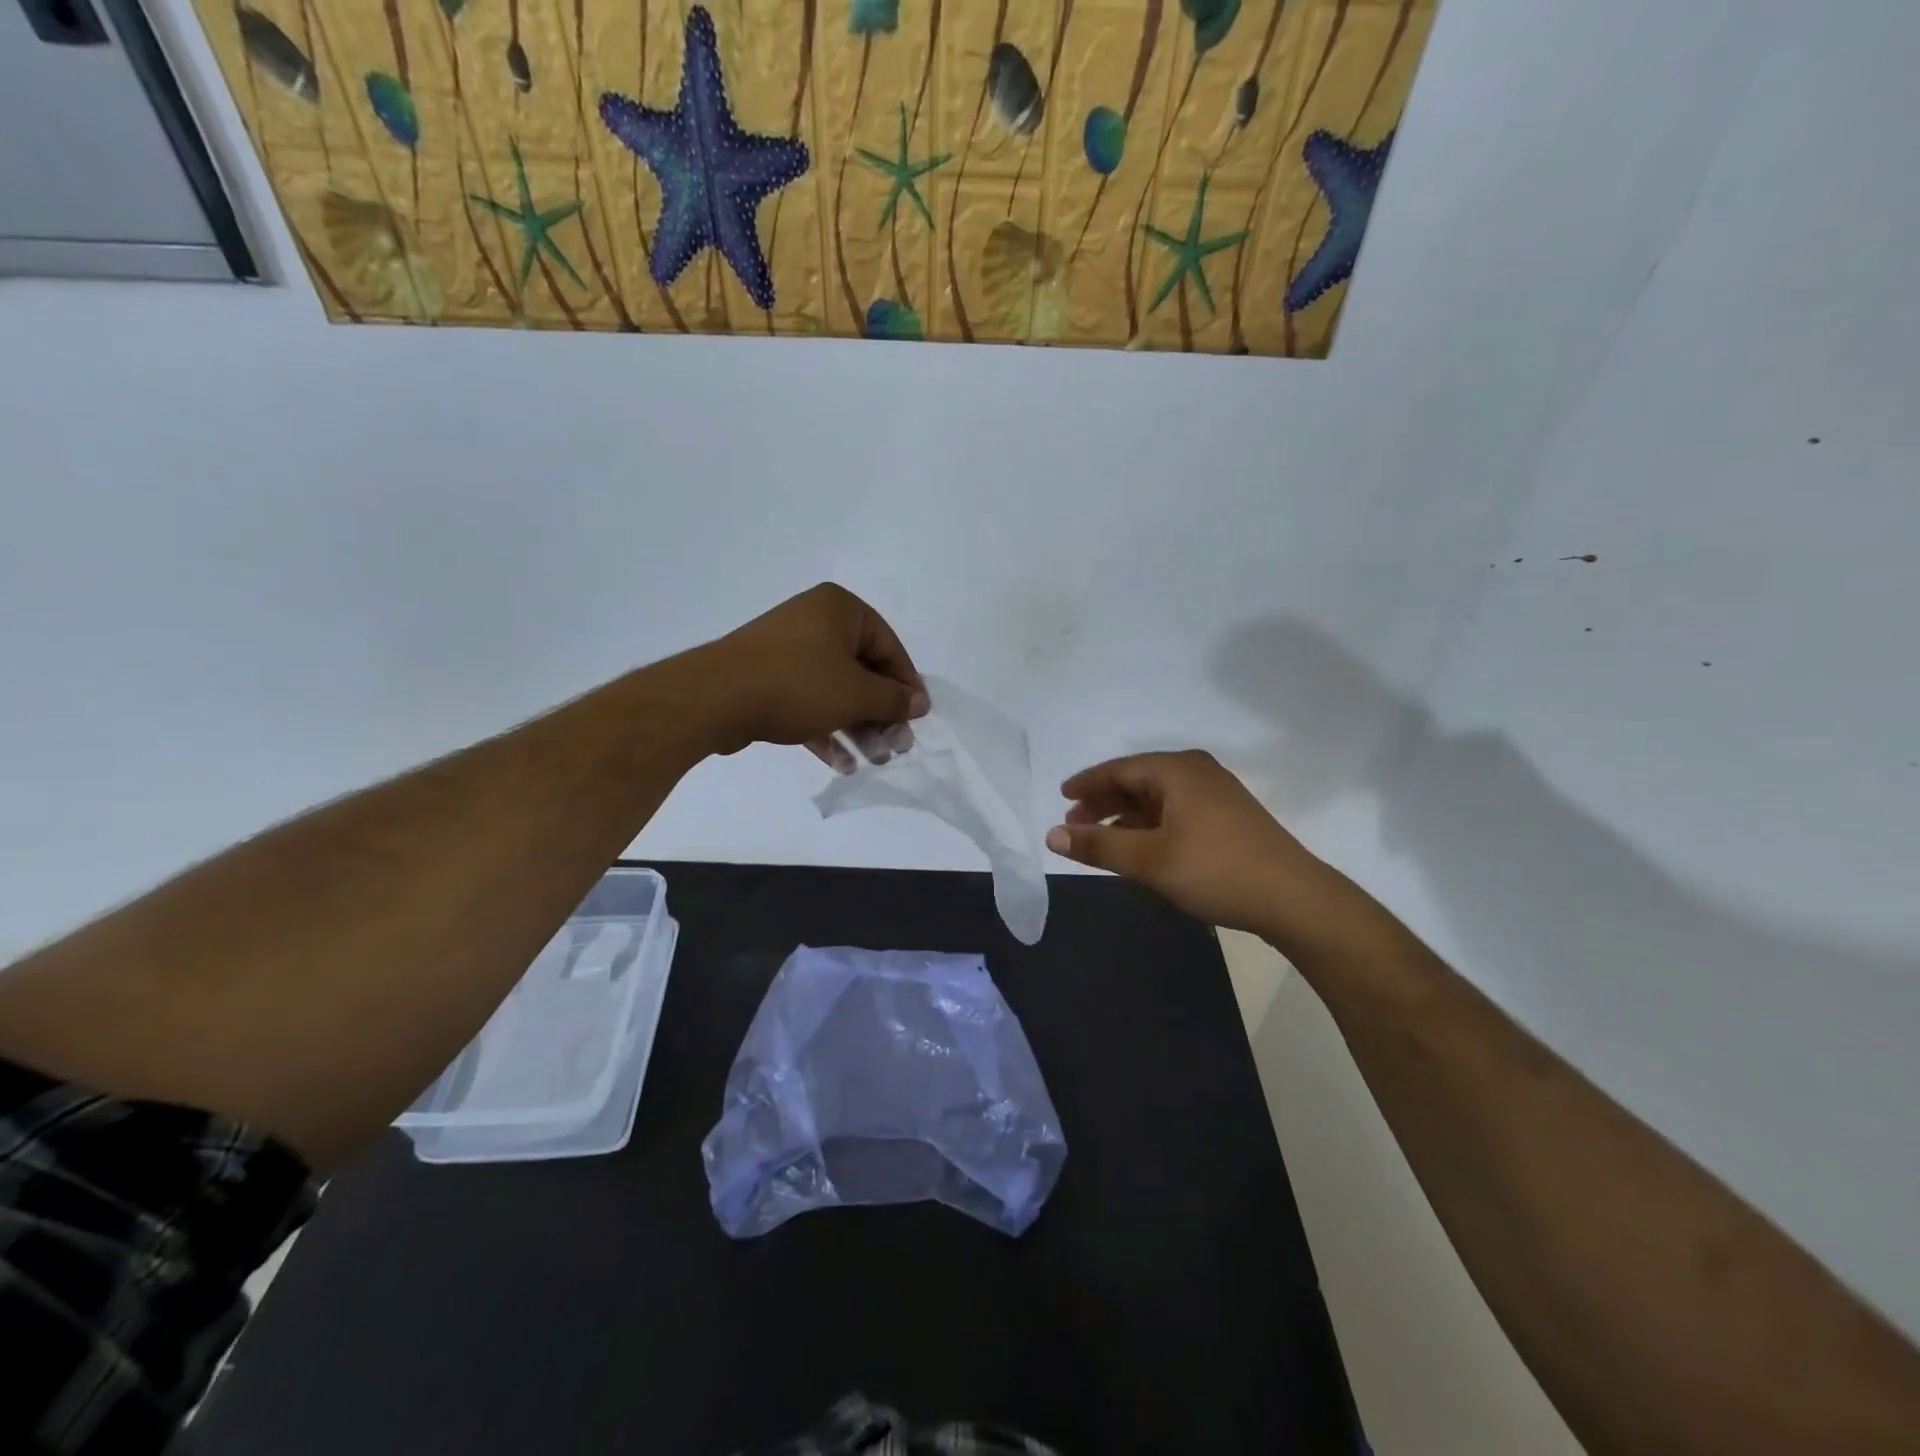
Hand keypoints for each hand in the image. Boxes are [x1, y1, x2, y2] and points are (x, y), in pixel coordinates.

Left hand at [698, 583, 928, 762]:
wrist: (716, 698)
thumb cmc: (798, 684)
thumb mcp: (857, 693)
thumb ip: (894, 699)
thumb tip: (920, 703)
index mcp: (840, 609)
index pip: (889, 647)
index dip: (907, 686)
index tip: (917, 720)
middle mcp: (816, 622)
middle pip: (863, 671)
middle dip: (881, 714)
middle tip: (895, 747)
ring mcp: (788, 650)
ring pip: (836, 690)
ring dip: (857, 727)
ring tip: (873, 760)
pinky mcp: (768, 679)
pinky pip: (809, 702)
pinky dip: (827, 729)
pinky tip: (843, 763)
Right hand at [1047, 750, 1368, 947]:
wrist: (1294, 899)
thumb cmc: (1215, 871)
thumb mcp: (1149, 860)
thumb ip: (1099, 845)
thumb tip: (1053, 834)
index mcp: (1177, 771)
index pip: (1119, 769)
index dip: (1086, 784)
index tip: (1061, 797)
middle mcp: (1196, 773)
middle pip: (1137, 780)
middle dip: (1104, 801)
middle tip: (1075, 823)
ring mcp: (1216, 794)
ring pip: (1157, 798)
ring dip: (1126, 816)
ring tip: (1101, 838)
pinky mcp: (1228, 816)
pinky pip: (1175, 811)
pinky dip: (1150, 825)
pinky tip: (1140, 847)